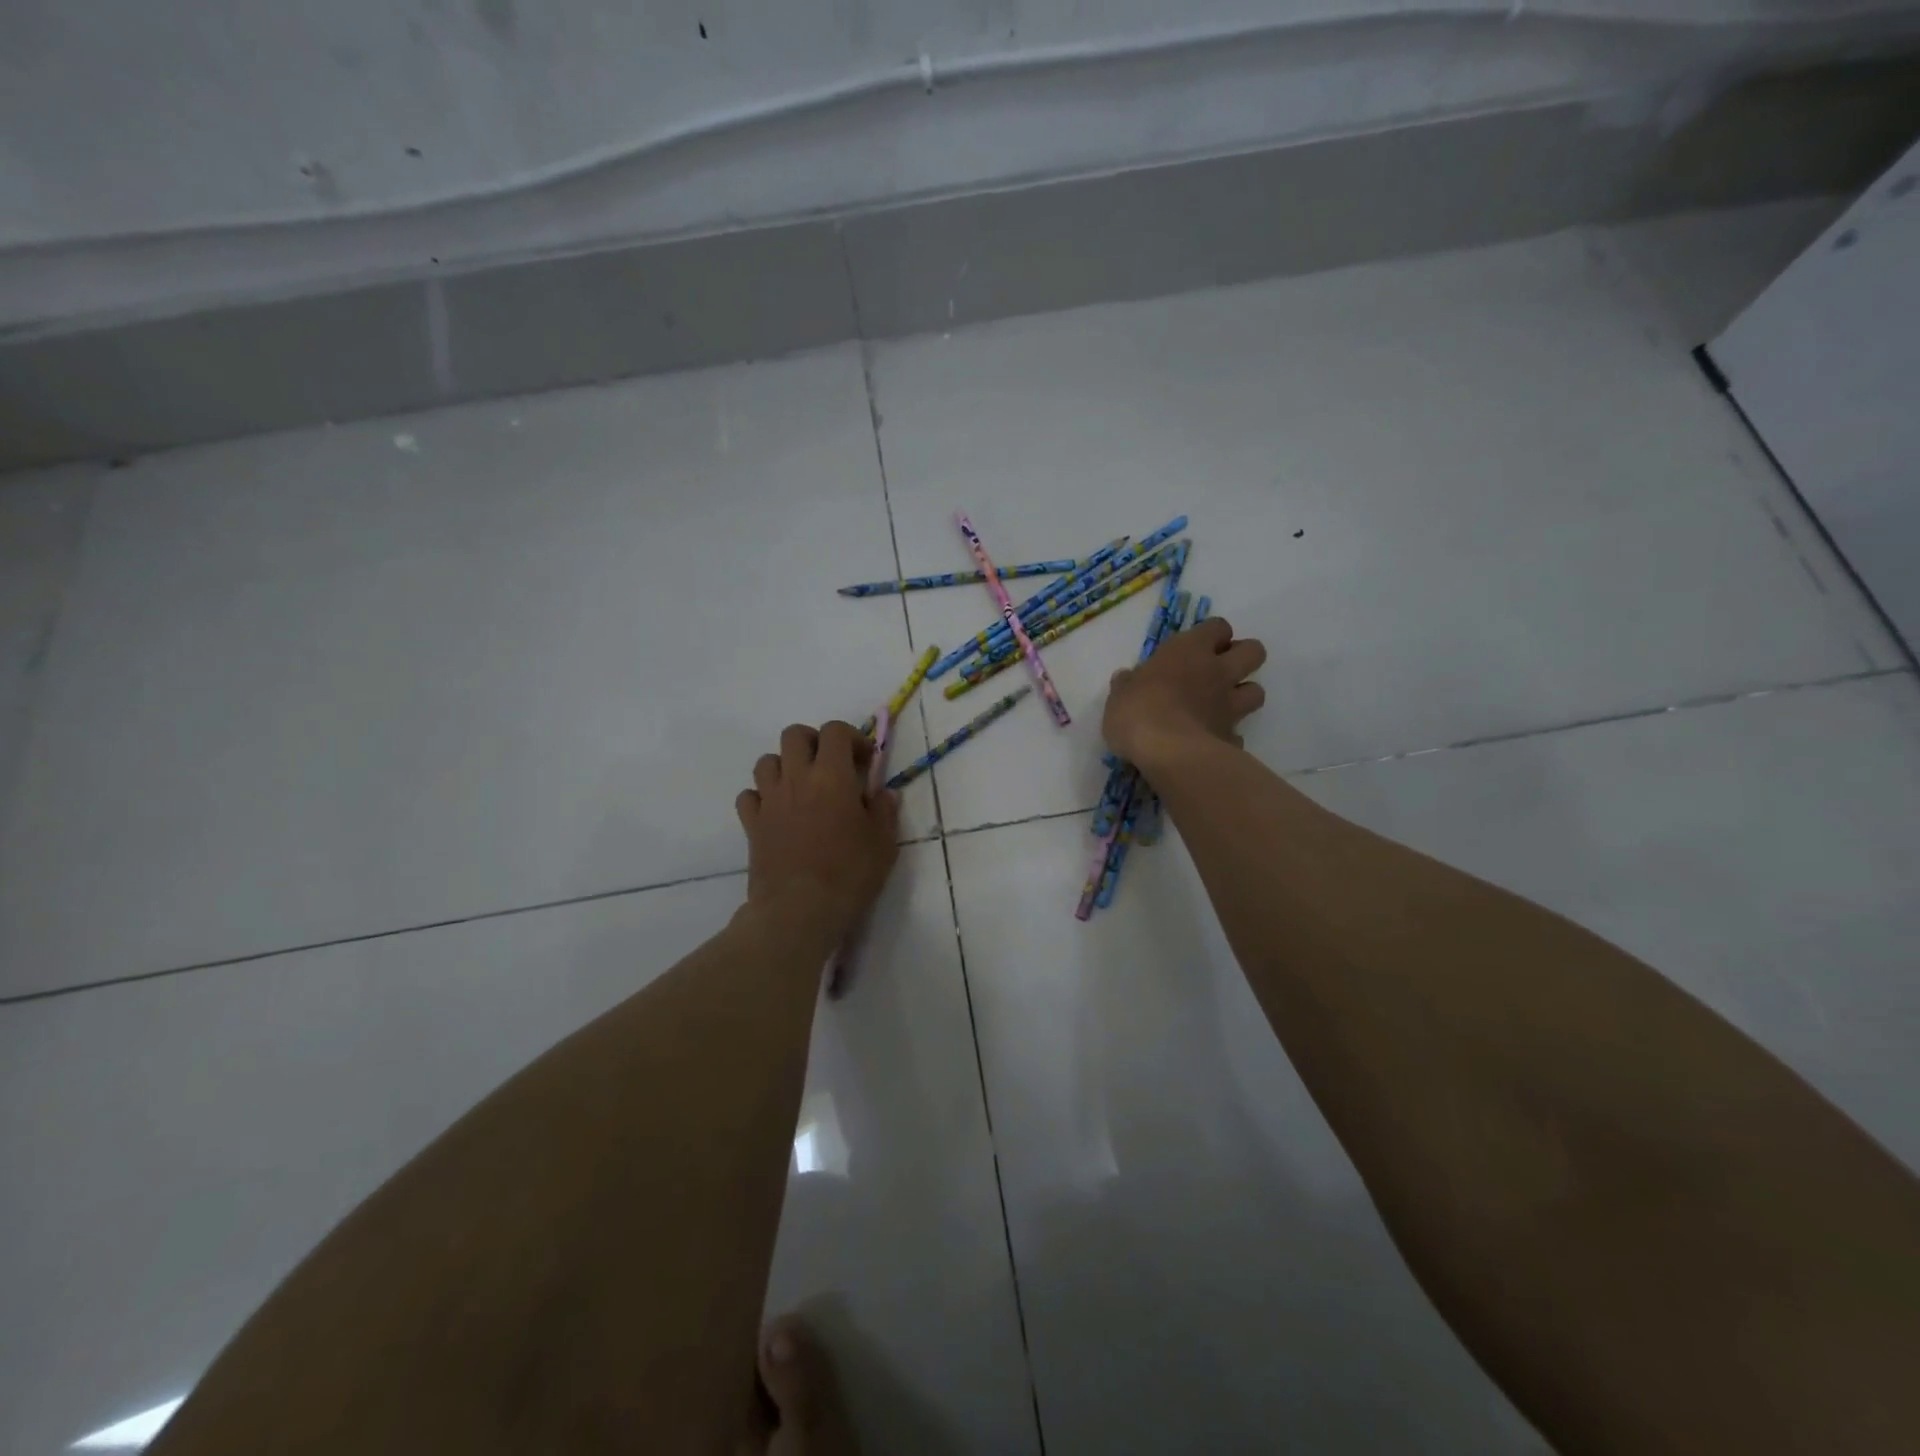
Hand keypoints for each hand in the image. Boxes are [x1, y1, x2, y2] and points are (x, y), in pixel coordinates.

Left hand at [736, 721, 899, 946]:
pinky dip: (762, 796)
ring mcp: (770, 800)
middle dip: (814, 741)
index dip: (852, 737)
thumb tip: (884, 793)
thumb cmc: (849, 874)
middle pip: (794, 735)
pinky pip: (749, 795)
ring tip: (802, 787)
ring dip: (785, 766)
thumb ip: (884, 811)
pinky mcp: (751, 825)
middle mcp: (796, 778)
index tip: (865, 761)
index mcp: (832, 776)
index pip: (834, 730)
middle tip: (831, 765)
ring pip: (766, 761)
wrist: (799, 910)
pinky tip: (777, 812)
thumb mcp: (883, 843)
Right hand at [1103, 618, 1266, 770]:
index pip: (1218, 627)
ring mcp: (1230, 706)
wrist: (1168, 752)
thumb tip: (1126, 679)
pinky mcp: (1232, 738)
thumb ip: (1127, 685)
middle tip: (1218, 670)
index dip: (1212, 636)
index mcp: (1189, 651)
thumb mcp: (1119, 694)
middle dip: (1242, 657)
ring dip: (1244, 695)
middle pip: (1254, 651)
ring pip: (1257, 691)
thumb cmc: (1138, 711)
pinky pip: (1238, 733)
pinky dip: (1229, 736)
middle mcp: (1217, 672)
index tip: (1197, 648)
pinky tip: (1212, 742)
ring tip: (1221, 706)